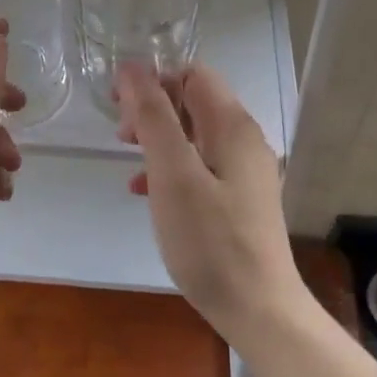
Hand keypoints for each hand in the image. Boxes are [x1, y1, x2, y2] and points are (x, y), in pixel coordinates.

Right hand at [116, 62, 303, 341]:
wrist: (257, 308)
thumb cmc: (210, 241)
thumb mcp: (173, 175)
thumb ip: (154, 117)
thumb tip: (133, 68)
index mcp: (232, 126)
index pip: (192, 74)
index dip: (153, 80)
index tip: (119, 106)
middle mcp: (245, 140)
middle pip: (193, 102)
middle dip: (153, 110)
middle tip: (120, 137)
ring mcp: (245, 171)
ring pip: (194, 135)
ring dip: (158, 140)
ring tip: (129, 163)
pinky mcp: (240, 199)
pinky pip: (200, 166)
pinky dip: (171, 169)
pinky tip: (147, 193)